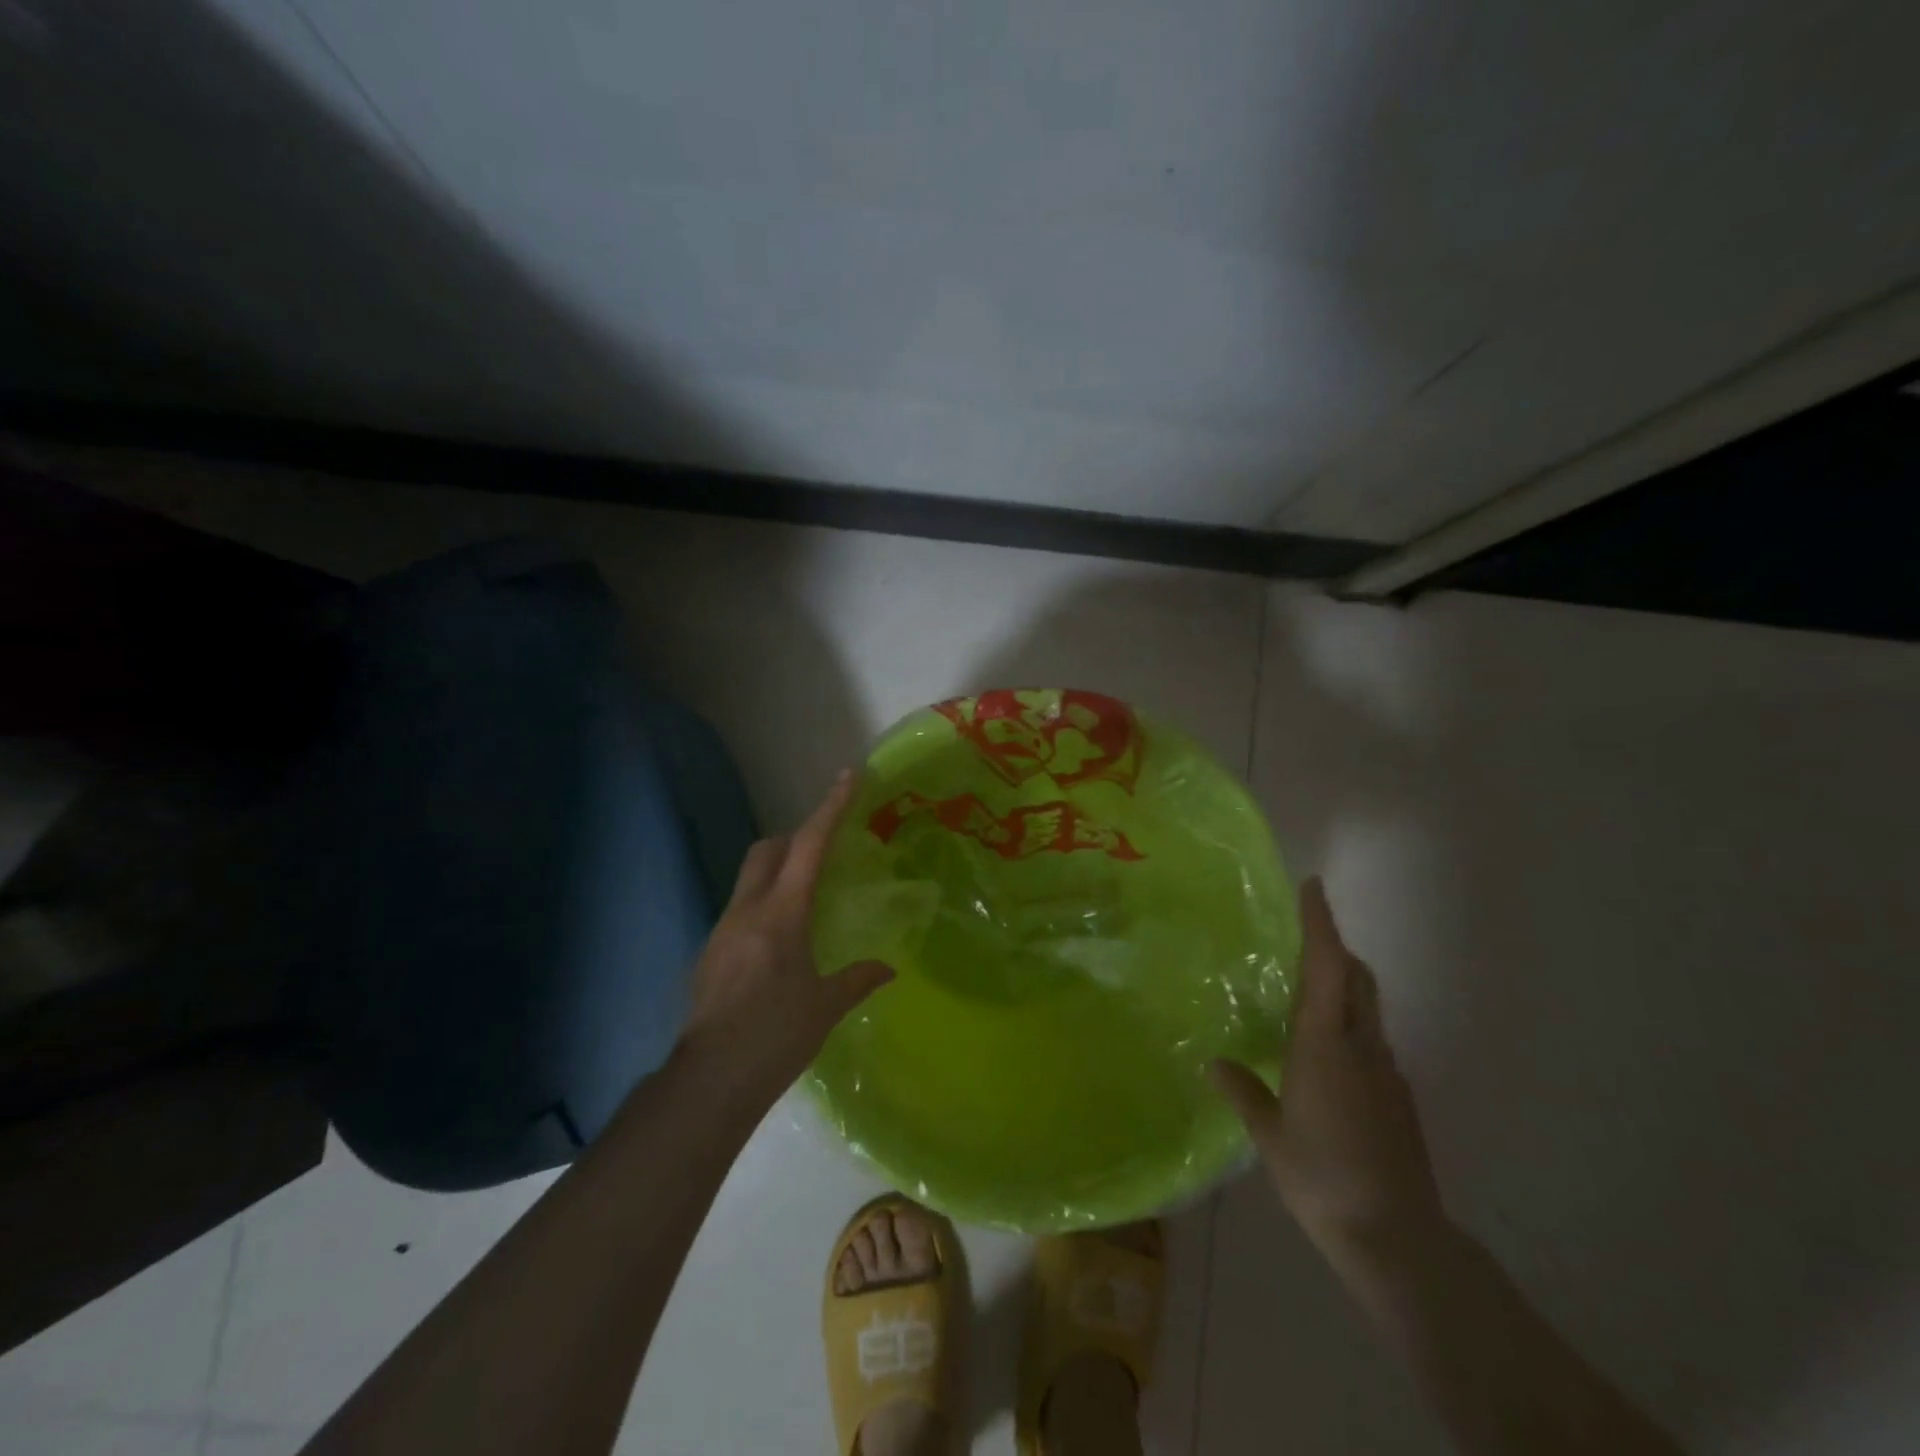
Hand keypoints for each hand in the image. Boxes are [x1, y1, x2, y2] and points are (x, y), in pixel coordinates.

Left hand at [678, 770, 893, 1107]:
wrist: (710, 1080)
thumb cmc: (775, 1036)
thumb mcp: (825, 1006)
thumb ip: (858, 979)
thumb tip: (888, 969)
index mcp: (781, 914)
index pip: (809, 846)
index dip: (830, 808)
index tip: (847, 776)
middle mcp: (747, 910)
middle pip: (767, 850)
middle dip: (795, 837)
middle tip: (824, 848)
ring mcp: (722, 930)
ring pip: (750, 878)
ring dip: (777, 871)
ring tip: (806, 897)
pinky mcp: (710, 953)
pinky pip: (741, 908)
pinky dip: (763, 903)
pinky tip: (779, 940)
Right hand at [1210, 878, 1444, 1266]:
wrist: (1397, 1237)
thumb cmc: (1322, 1176)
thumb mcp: (1270, 1135)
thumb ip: (1243, 1091)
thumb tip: (1213, 1063)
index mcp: (1325, 1043)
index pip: (1326, 965)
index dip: (1320, 922)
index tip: (1312, 885)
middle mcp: (1362, 1046)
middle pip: (1356, 978)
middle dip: (1334, 948)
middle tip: (1302, 938)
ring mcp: (1386, 1072)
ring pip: (1366, 1008)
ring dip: (1342, 986)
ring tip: (1303, 997)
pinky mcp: (1399, 1097)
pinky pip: (1371, 1042)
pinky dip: (1349, 1027)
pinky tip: (1324, 1060)